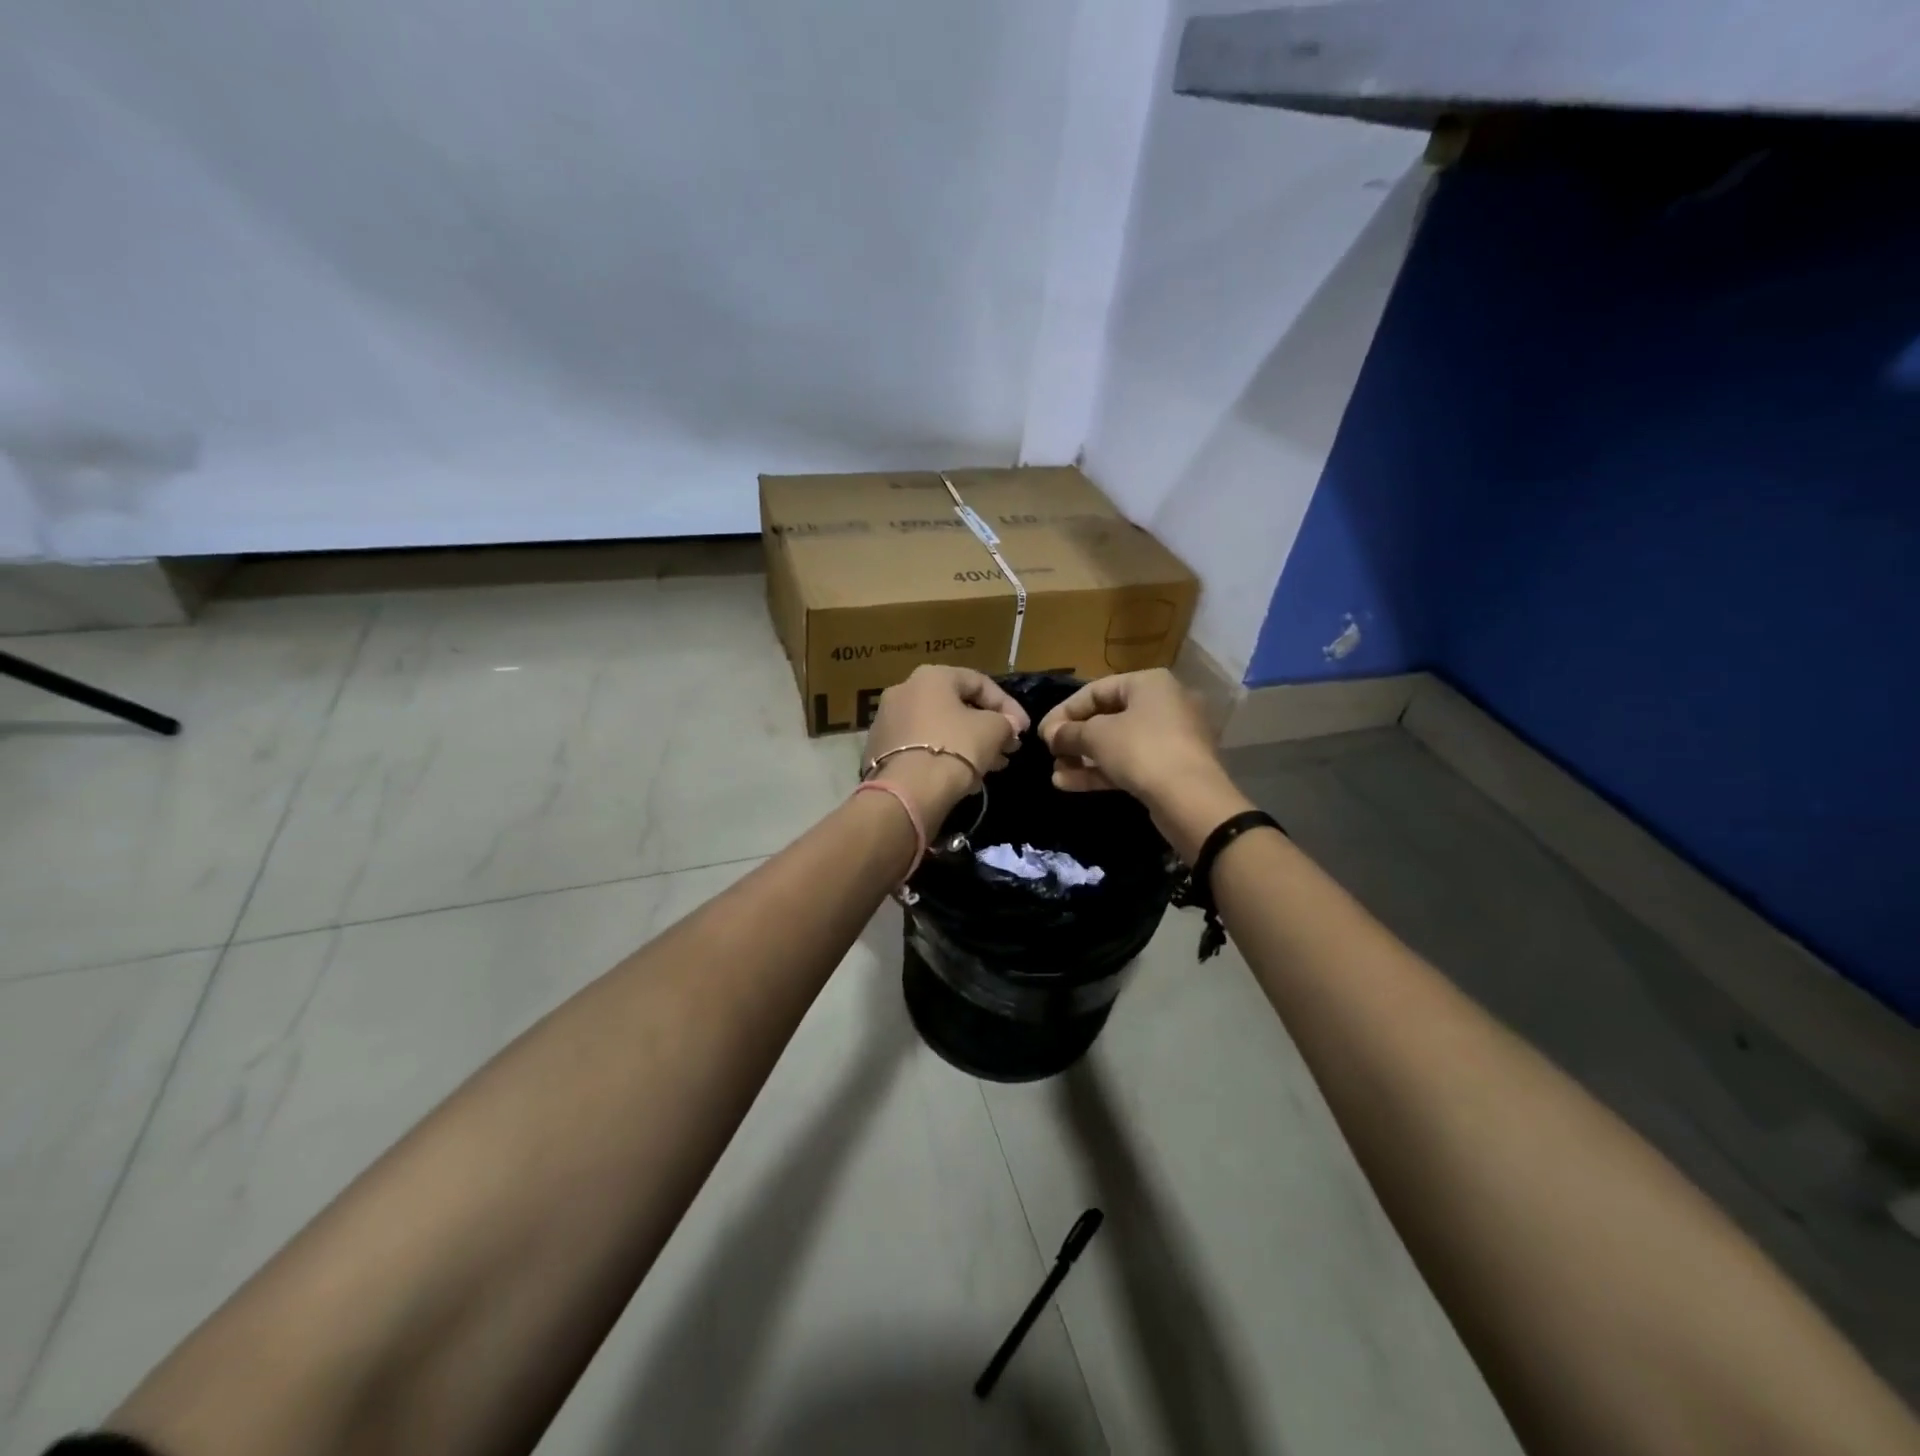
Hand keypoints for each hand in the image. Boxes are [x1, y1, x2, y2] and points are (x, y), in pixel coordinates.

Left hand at [864, 666, 1029, 826]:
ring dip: (969, 744)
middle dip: (987, 728)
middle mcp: (903, 691)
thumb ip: (1005, 723)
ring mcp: (887, 721)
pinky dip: (944, 756)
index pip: (979, 682)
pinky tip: (965, 778)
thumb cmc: (955, 748)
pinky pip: (921, 747)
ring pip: (939, 728)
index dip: (1008, 706)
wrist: (908, 791)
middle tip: (1009, 749)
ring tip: (993, 766)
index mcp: (931, 676)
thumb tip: (1008, 727)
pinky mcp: (879, 751)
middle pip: (956, 707)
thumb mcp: (993, 730)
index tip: (1024, 730)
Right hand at [1037, 669, 1251, 860]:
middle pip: (1107, 717)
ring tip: (1056, 774)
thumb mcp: (1097, 737)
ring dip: (1083, 758)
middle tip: (1050, 754)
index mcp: (1149, 683)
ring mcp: (1170, 737)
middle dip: (1074, 738)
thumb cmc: (1142, 751)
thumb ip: (1069, 733)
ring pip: (1117, 744)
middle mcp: (1163, 704)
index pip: (1096, 690)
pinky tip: (1069, 785)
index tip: (1042, 733)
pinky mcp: (1171, 767)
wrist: (1191, 799)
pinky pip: (1130, 763)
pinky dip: (1101, 771)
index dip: (1064, 711)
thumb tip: (1051, 734)